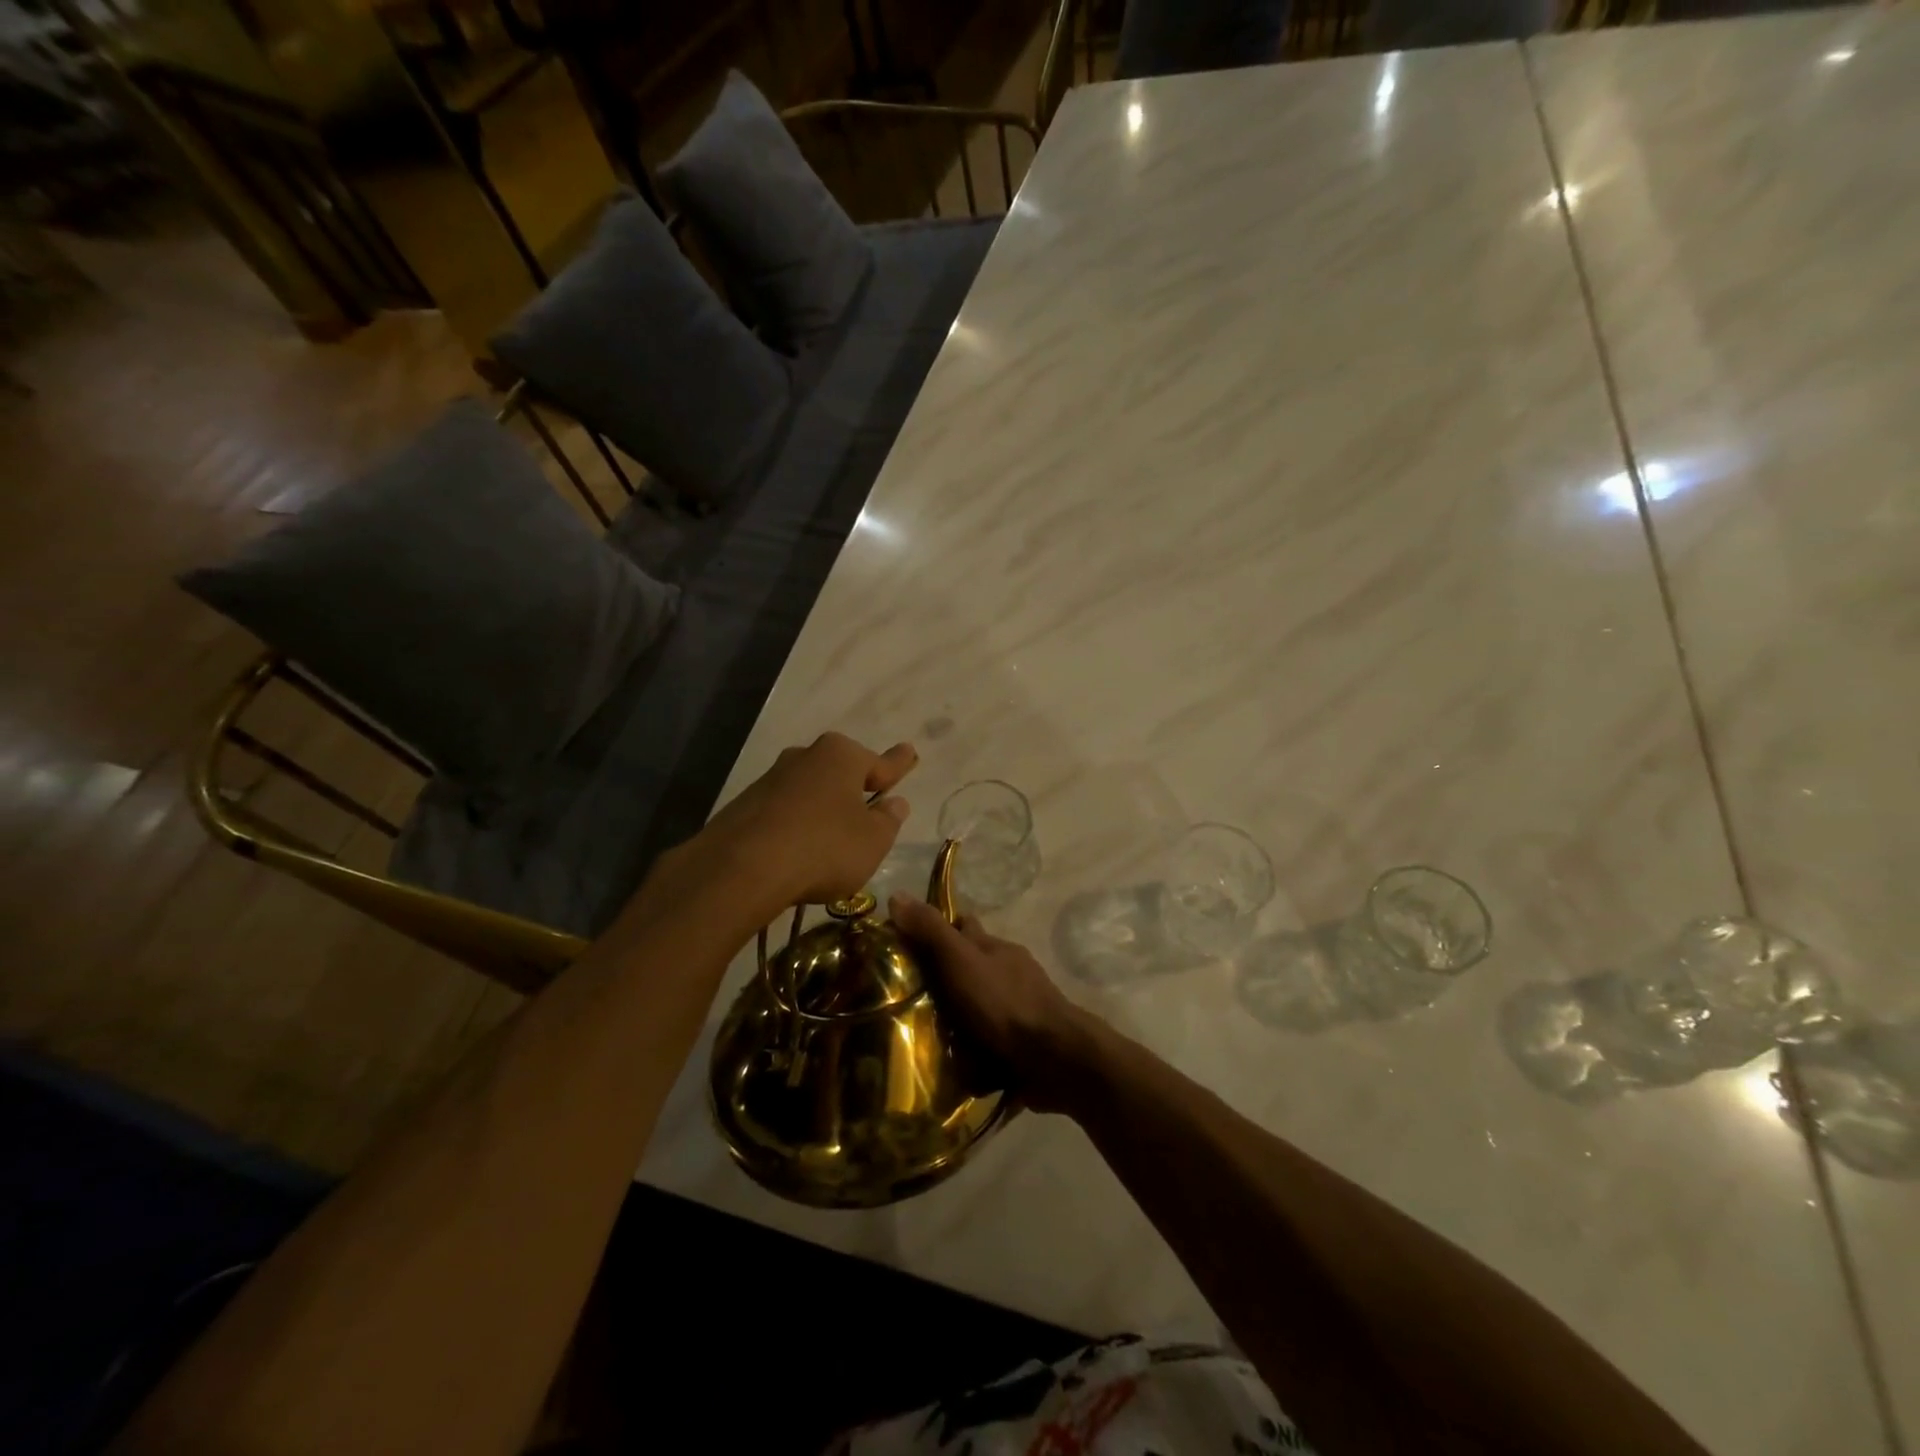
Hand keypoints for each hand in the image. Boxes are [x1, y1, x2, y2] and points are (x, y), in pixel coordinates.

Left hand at [695, 733, 916, 919]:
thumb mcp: (873, 841)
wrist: (742, 868)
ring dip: (823, 810)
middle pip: (840, 773)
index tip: (910, 752)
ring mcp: (771, 779)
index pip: (880, 762)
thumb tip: (894, 803)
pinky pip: (784, 813)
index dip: (898, 765)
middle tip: (870, 803)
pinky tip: (798, 852)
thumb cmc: (824, 847)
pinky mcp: (745, 806)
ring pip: (810, 793)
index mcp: (841, 756)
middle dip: (855, 788)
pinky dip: (796, 827)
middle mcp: (805, 757)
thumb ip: (888, 820)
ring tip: (832, 841)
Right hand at [888, 896, 1093, 1112]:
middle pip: (970, 964)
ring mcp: (1017, 1007)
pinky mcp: (1020, 1043)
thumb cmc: (1003, 1002)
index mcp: (993, 947)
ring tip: (916, 1031)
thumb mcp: (961, 961)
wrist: (1054, 1058)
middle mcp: (1006, 971)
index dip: (936, 928)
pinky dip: (970, 1044)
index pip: (962, 926)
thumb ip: (931, 931)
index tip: (902, 942)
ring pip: (979, 1002)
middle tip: (900, 993)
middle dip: (943, 973)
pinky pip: (988, 1037)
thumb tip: (896, 895)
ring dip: (956, 1012)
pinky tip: (947, 1059)